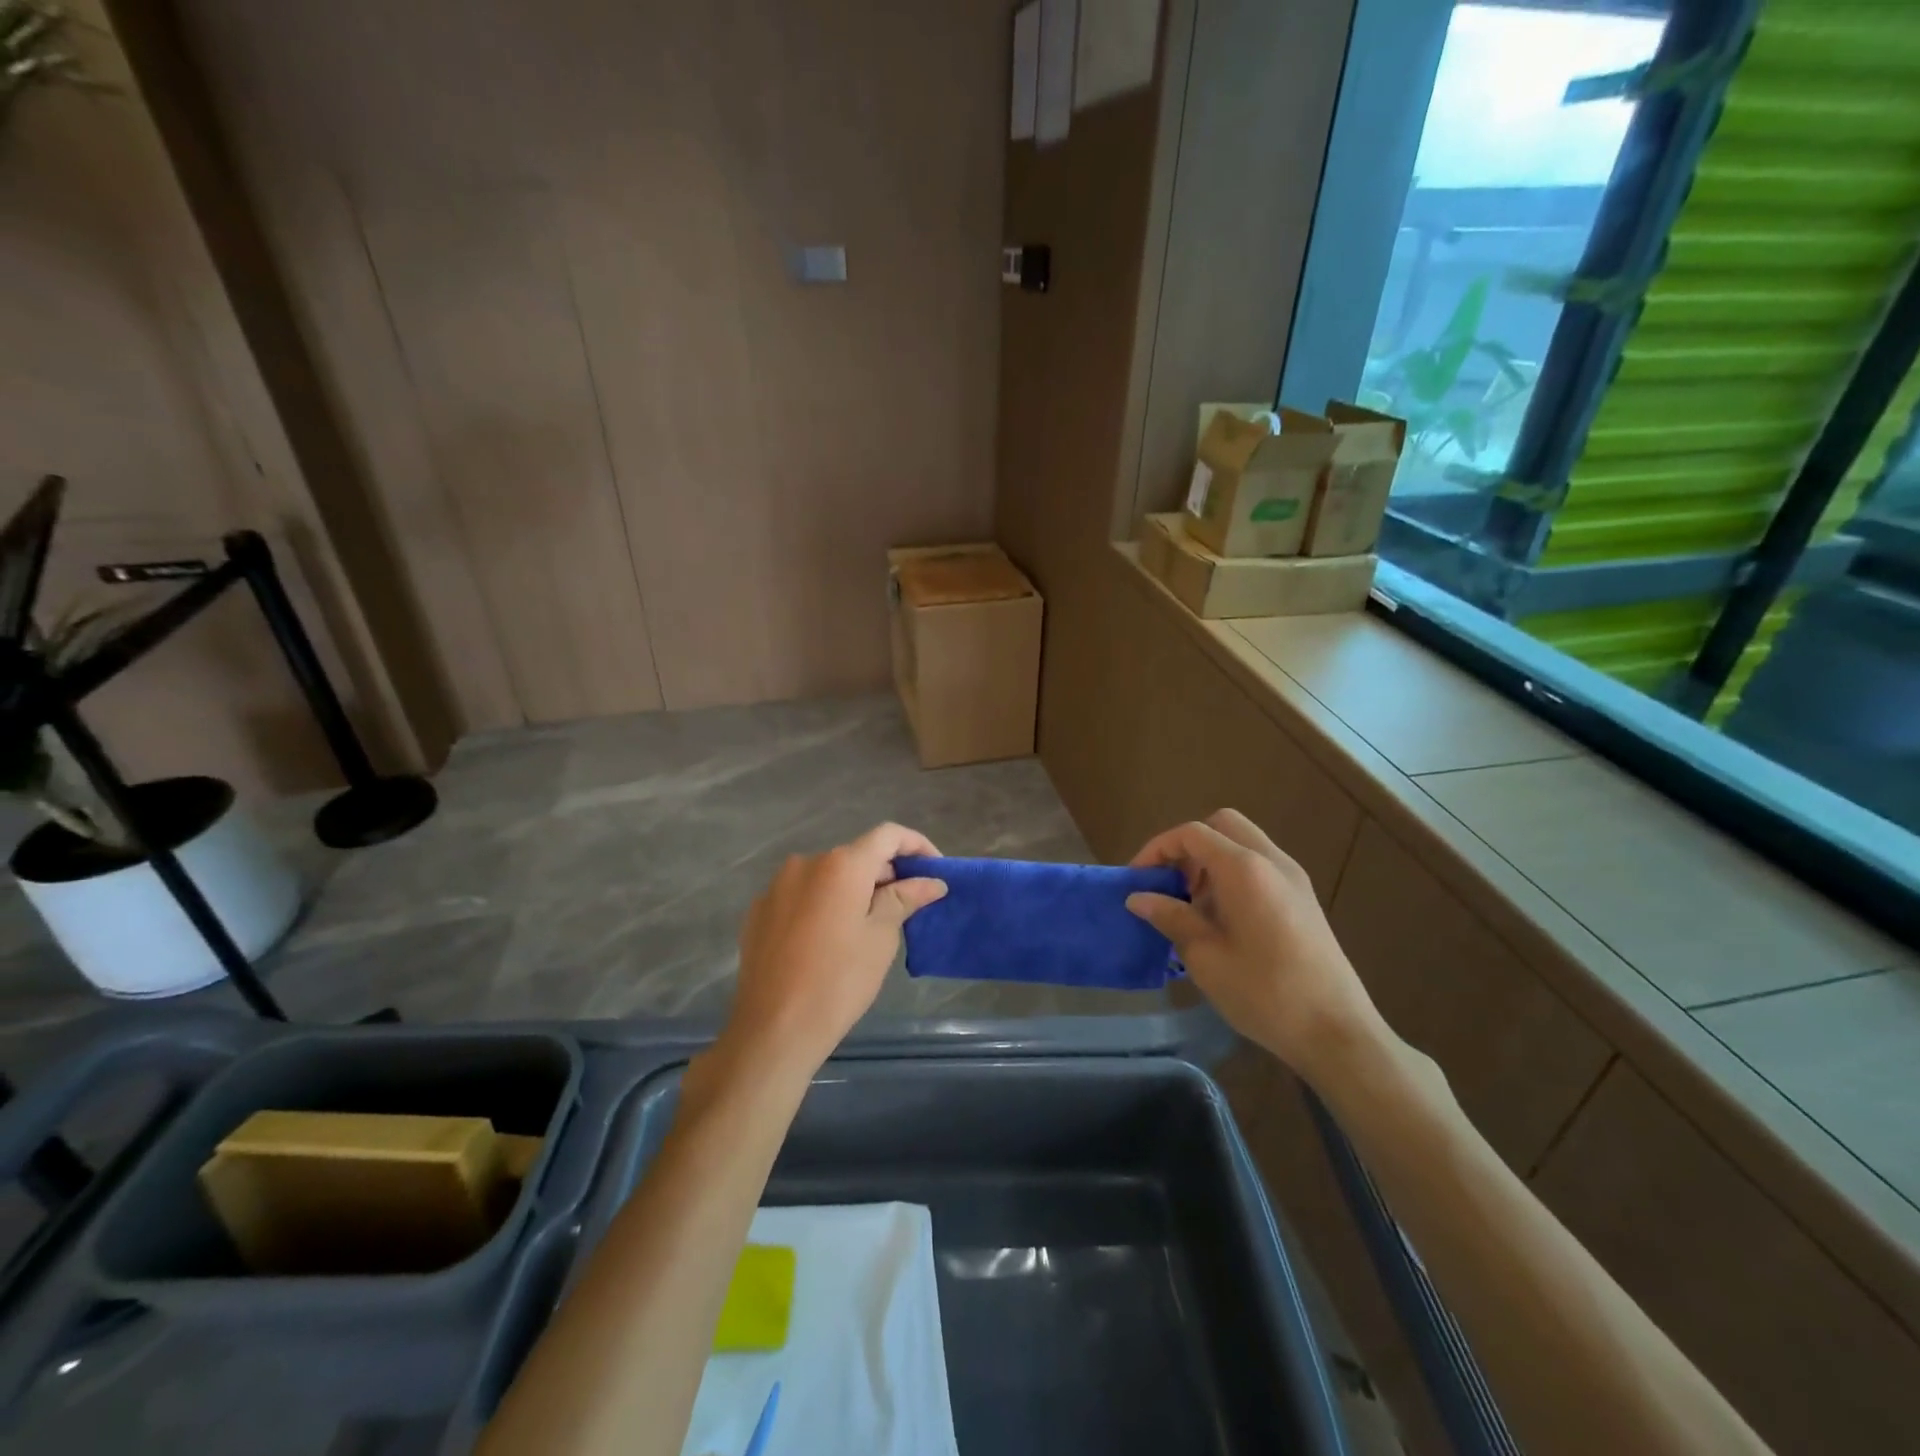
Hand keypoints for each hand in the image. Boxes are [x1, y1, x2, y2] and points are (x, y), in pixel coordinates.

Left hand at [720, 822, 947, 1083]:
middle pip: (856, 855)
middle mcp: (806, 863)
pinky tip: (828, 940)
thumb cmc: (839, 981)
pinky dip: (822, 905)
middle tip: (907, 905)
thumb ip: (905, 898)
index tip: (934, 870)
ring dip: (852, 890)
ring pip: (827, 876)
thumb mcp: (881, 938)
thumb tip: (931, 881)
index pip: (888, 835)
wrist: (773, 1029)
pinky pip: (800, 896)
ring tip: (868, 925)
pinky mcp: (758, 911)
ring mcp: (776, 886)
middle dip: (885, 873)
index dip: (916, 845)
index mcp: (841, 865)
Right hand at [1125, 809, 1384, 1086]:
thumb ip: (1170, 917)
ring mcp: (1294, 879)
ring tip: (1193, 906)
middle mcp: (1272, 861)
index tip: (1137, 879)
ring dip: (1211, 861)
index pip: (1192, 834)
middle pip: (1222, 825)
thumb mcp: (1205, 956)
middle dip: (1188, 846)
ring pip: (1244, 844)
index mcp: (1244, 869)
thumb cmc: (1264, 992)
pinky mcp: (1304, 899)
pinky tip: (1223, 920)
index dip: (1157, 849)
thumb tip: (1138, 898)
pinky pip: (1261, 866)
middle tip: (1171, 883)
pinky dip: (1234, 875)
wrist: (1337, 1032)